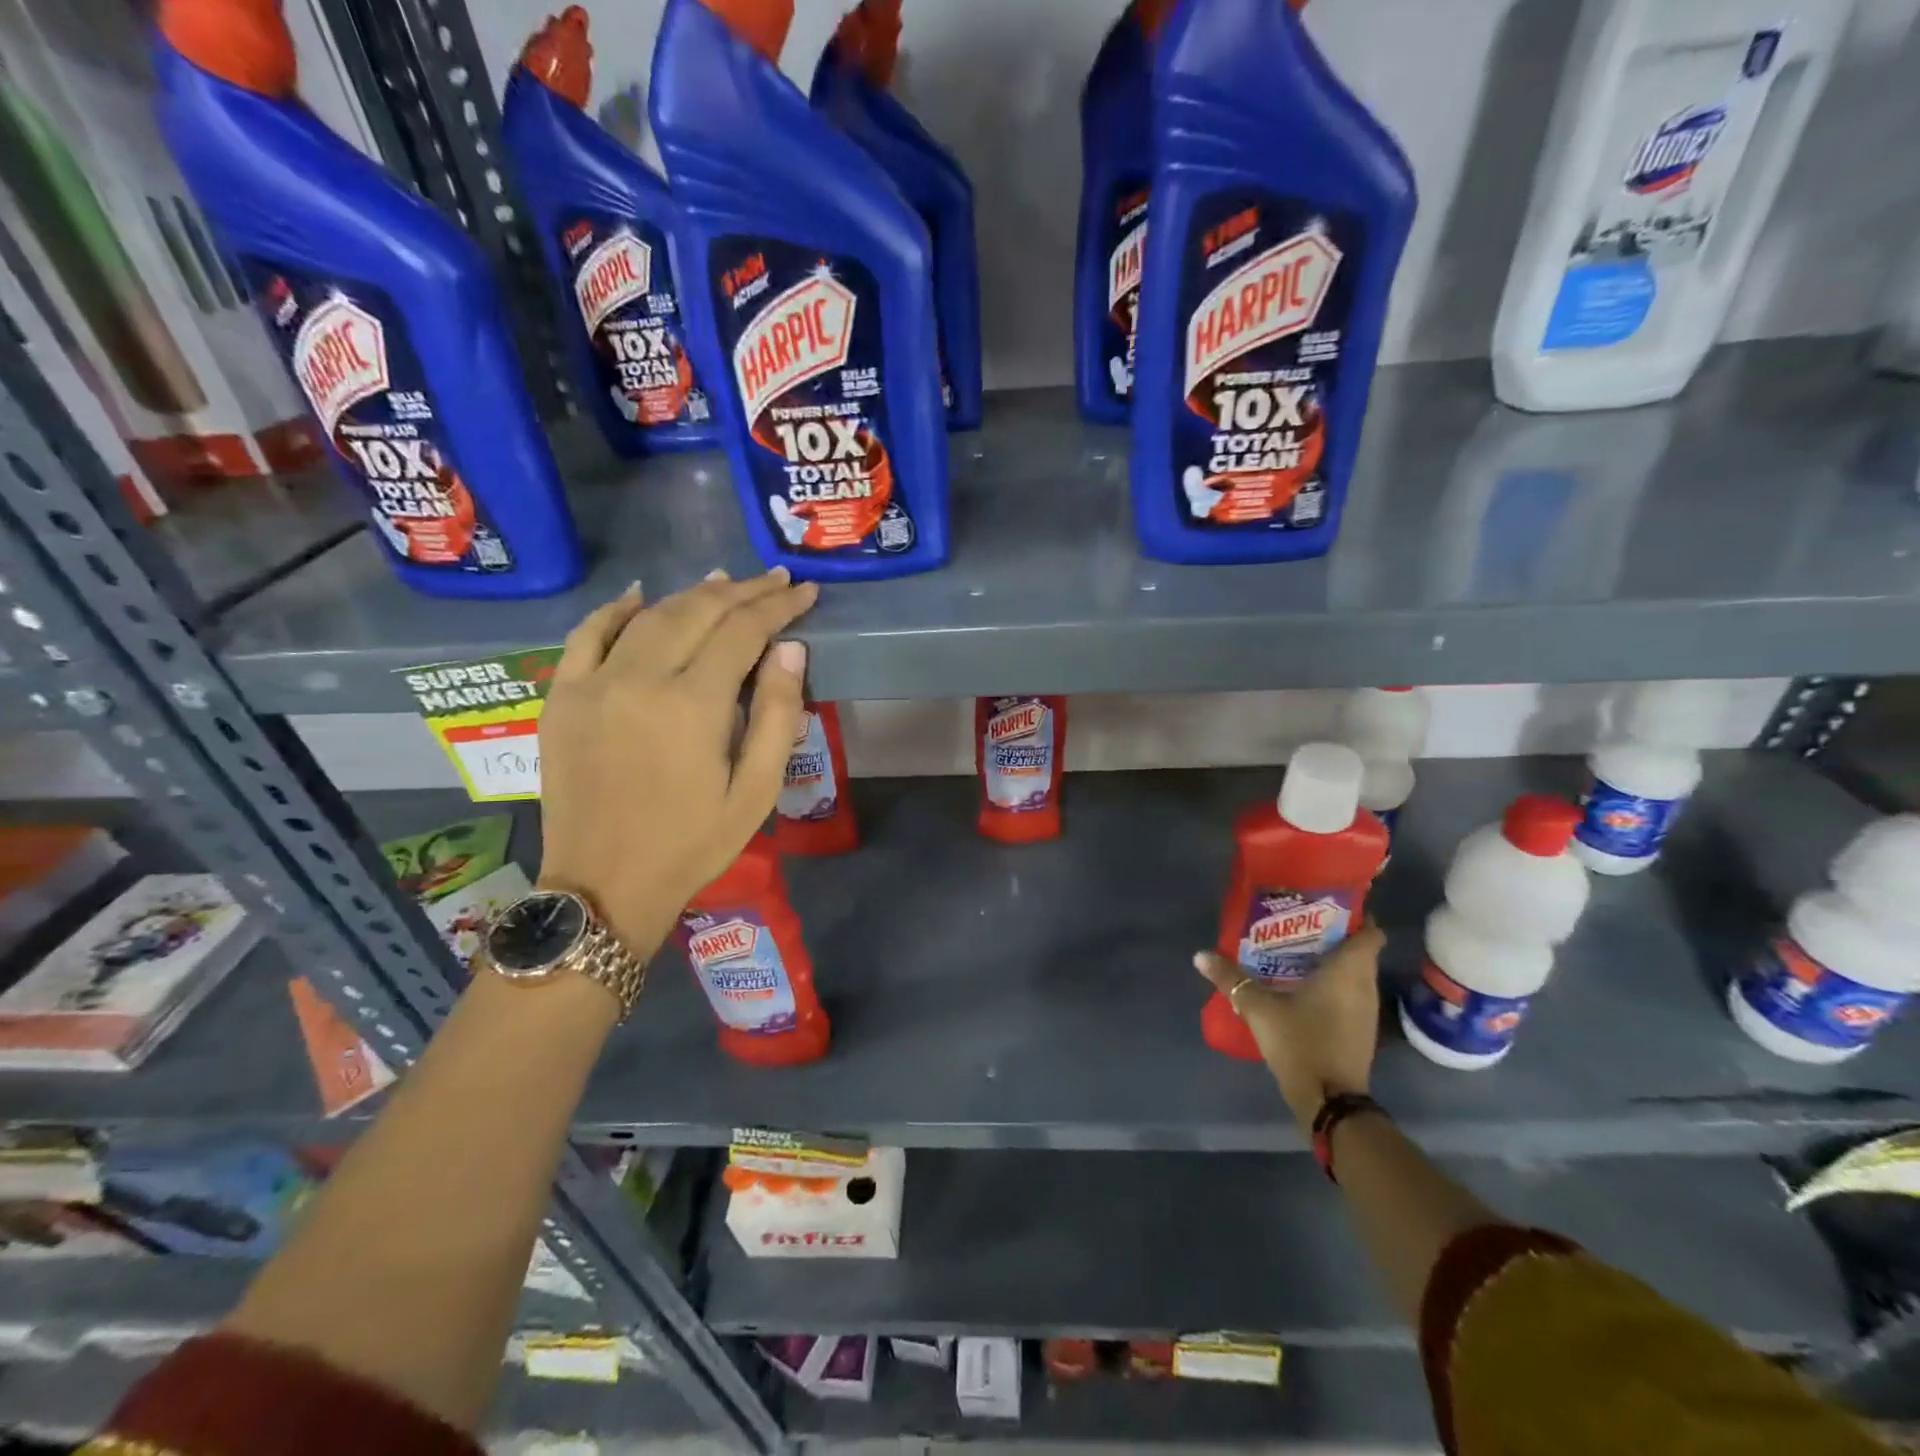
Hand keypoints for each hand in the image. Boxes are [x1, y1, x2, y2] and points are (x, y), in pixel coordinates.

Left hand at [536, 569, 817, 956]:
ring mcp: (593, 683)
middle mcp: (640, 678)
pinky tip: (640, 595)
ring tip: (726, 582)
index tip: (805, 592)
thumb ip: (777, 715)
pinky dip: (615, 609)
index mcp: (693, 704)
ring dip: (692, 594)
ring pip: (650, 616)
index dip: (778, 606)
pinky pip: (586, 634)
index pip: (744, 631)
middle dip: (743, 591)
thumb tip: (791, 649)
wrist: (605, 885)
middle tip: (776, 580)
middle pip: (698, 611)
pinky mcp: (562, 697)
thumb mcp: (756, 790)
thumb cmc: (693, 844)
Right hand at [1194, 923, 1385, 1129]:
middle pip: (1359, 951)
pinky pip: (1350, 995)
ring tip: (1297, 952)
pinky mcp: (1359, 1032)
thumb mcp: (1258, 1008)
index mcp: (1348, 970)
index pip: (1370, 932)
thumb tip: (1200, 955)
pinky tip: (1304, 988)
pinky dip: (1333, 986)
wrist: (1329, 1101)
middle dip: (1334, 936)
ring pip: (1355, 975)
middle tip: (1299, 925)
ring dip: (1333, 963)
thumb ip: (1231, 979)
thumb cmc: (1301, 1042)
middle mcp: (1364, 986)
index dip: (1356, 916)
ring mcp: (1365, 1011)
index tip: (1328, 906)